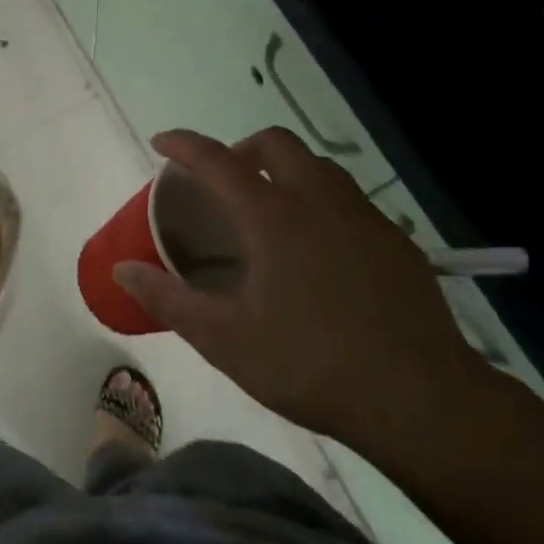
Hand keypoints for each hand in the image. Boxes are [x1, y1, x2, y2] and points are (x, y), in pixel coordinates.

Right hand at [115, 127, 502, 465]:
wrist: (421, 400)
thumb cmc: (311, 365)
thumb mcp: (225, 339)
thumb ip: (169, 299)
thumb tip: (122, 272)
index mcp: (273, 216)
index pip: (217, 160)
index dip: (184, 145)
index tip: (162, 143)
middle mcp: (319, 200)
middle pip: (275, 143)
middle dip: (240, 148)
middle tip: (222, 183)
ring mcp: (364, 217)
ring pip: (317, 167)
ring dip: (283, 171)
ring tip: (268, 213)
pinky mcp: (396, 241)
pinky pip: (348, 200)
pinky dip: (318, 203)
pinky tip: (318, 253)